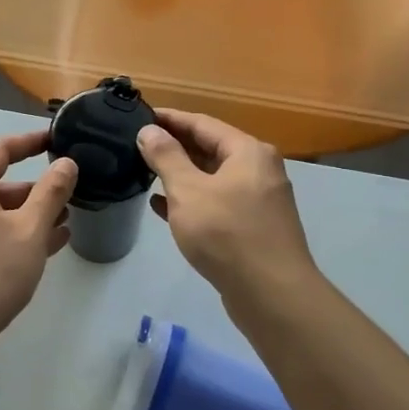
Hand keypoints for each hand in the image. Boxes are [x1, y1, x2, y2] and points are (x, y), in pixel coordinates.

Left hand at [0, 130, 77, 341]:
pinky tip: (51, 246)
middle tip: (71, 192)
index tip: (56, 139)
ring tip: (68, 220)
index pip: (0, 149)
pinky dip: (19, 236)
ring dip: (32, 215)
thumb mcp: (29, 229)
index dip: (29, 141)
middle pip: (0, 184)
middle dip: (37, 188)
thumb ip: (51, 192)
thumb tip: (66, 163)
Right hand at [136, 110, 316, 302]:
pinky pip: (216, 202)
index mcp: (247, 152)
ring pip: (212, 177)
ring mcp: (258, 200)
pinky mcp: (253, 227)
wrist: (271, 294)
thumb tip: (148, 130)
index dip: (169, 118)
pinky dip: (191, 200)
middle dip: (174, 145)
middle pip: (210, 148)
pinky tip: (162, 206)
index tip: (139, 116)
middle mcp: (258, 169)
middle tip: (137, 144)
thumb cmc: (226, 233)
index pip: (202, 123)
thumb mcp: (188, 190)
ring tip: (144, 171)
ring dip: (180, 174)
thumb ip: (166, 157)